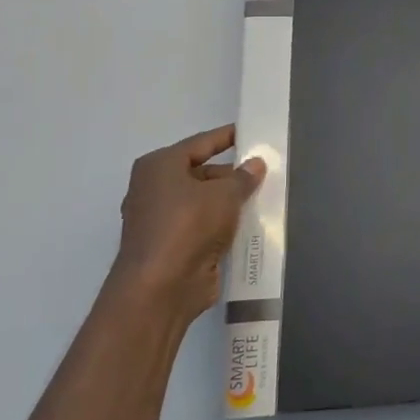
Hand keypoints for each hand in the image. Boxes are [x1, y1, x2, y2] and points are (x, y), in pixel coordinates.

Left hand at [111, 125, 265, 322]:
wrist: (161, 287)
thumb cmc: (188, 225)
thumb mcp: (224, 194)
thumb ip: (243, 177)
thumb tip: (255, 164)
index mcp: (159, 166)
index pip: (200, 143)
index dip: (227, 137)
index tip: (250, 132)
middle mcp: (154, 189)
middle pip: (201, 174)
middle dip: (232, 175)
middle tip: (266, 173)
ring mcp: (161, 220)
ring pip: (203, 203)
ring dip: (230, 203)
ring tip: (265, 199)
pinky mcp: (171, 247)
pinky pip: (203, 228)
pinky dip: (223, 226)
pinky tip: (251, 226)